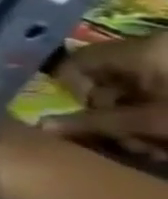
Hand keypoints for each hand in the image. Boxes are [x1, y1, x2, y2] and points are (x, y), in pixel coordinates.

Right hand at [52, 33, 167, 160]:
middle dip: (113, 114)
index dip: (74, 92)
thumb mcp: (157, 123)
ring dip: (140, 122)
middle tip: (131, 145)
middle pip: (112, 80)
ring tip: (159, 148)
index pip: (77, 63)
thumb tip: (43, 127)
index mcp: (143, 50)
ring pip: (141, 93)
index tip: (90, 121)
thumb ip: (99, 123)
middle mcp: (158, 50)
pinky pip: (164, 95)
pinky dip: (163, 119)